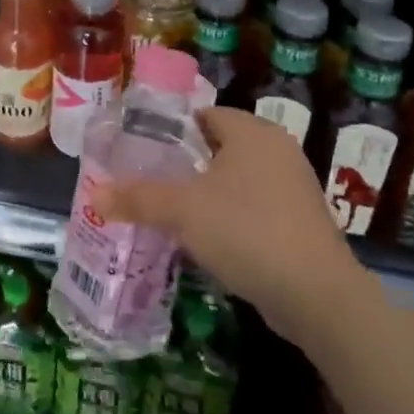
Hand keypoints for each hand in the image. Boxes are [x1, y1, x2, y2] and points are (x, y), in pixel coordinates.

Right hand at [91, 108, 369, 339]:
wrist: (318, 297)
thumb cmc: (247, 231)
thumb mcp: (183, 211)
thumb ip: (138, 198)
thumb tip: (94, 195)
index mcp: (252, 132)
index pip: (202, 115)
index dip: (169, 132)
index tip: (141, 153)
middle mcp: (277, 150)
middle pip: (217, 148)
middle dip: (184, 167)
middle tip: (148, 184)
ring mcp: (293, 187)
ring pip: (235, 181)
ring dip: (206, 195)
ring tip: (169, 214)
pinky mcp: (300, 223)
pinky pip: (253, 208)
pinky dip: (229, 219)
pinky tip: (206, 241)